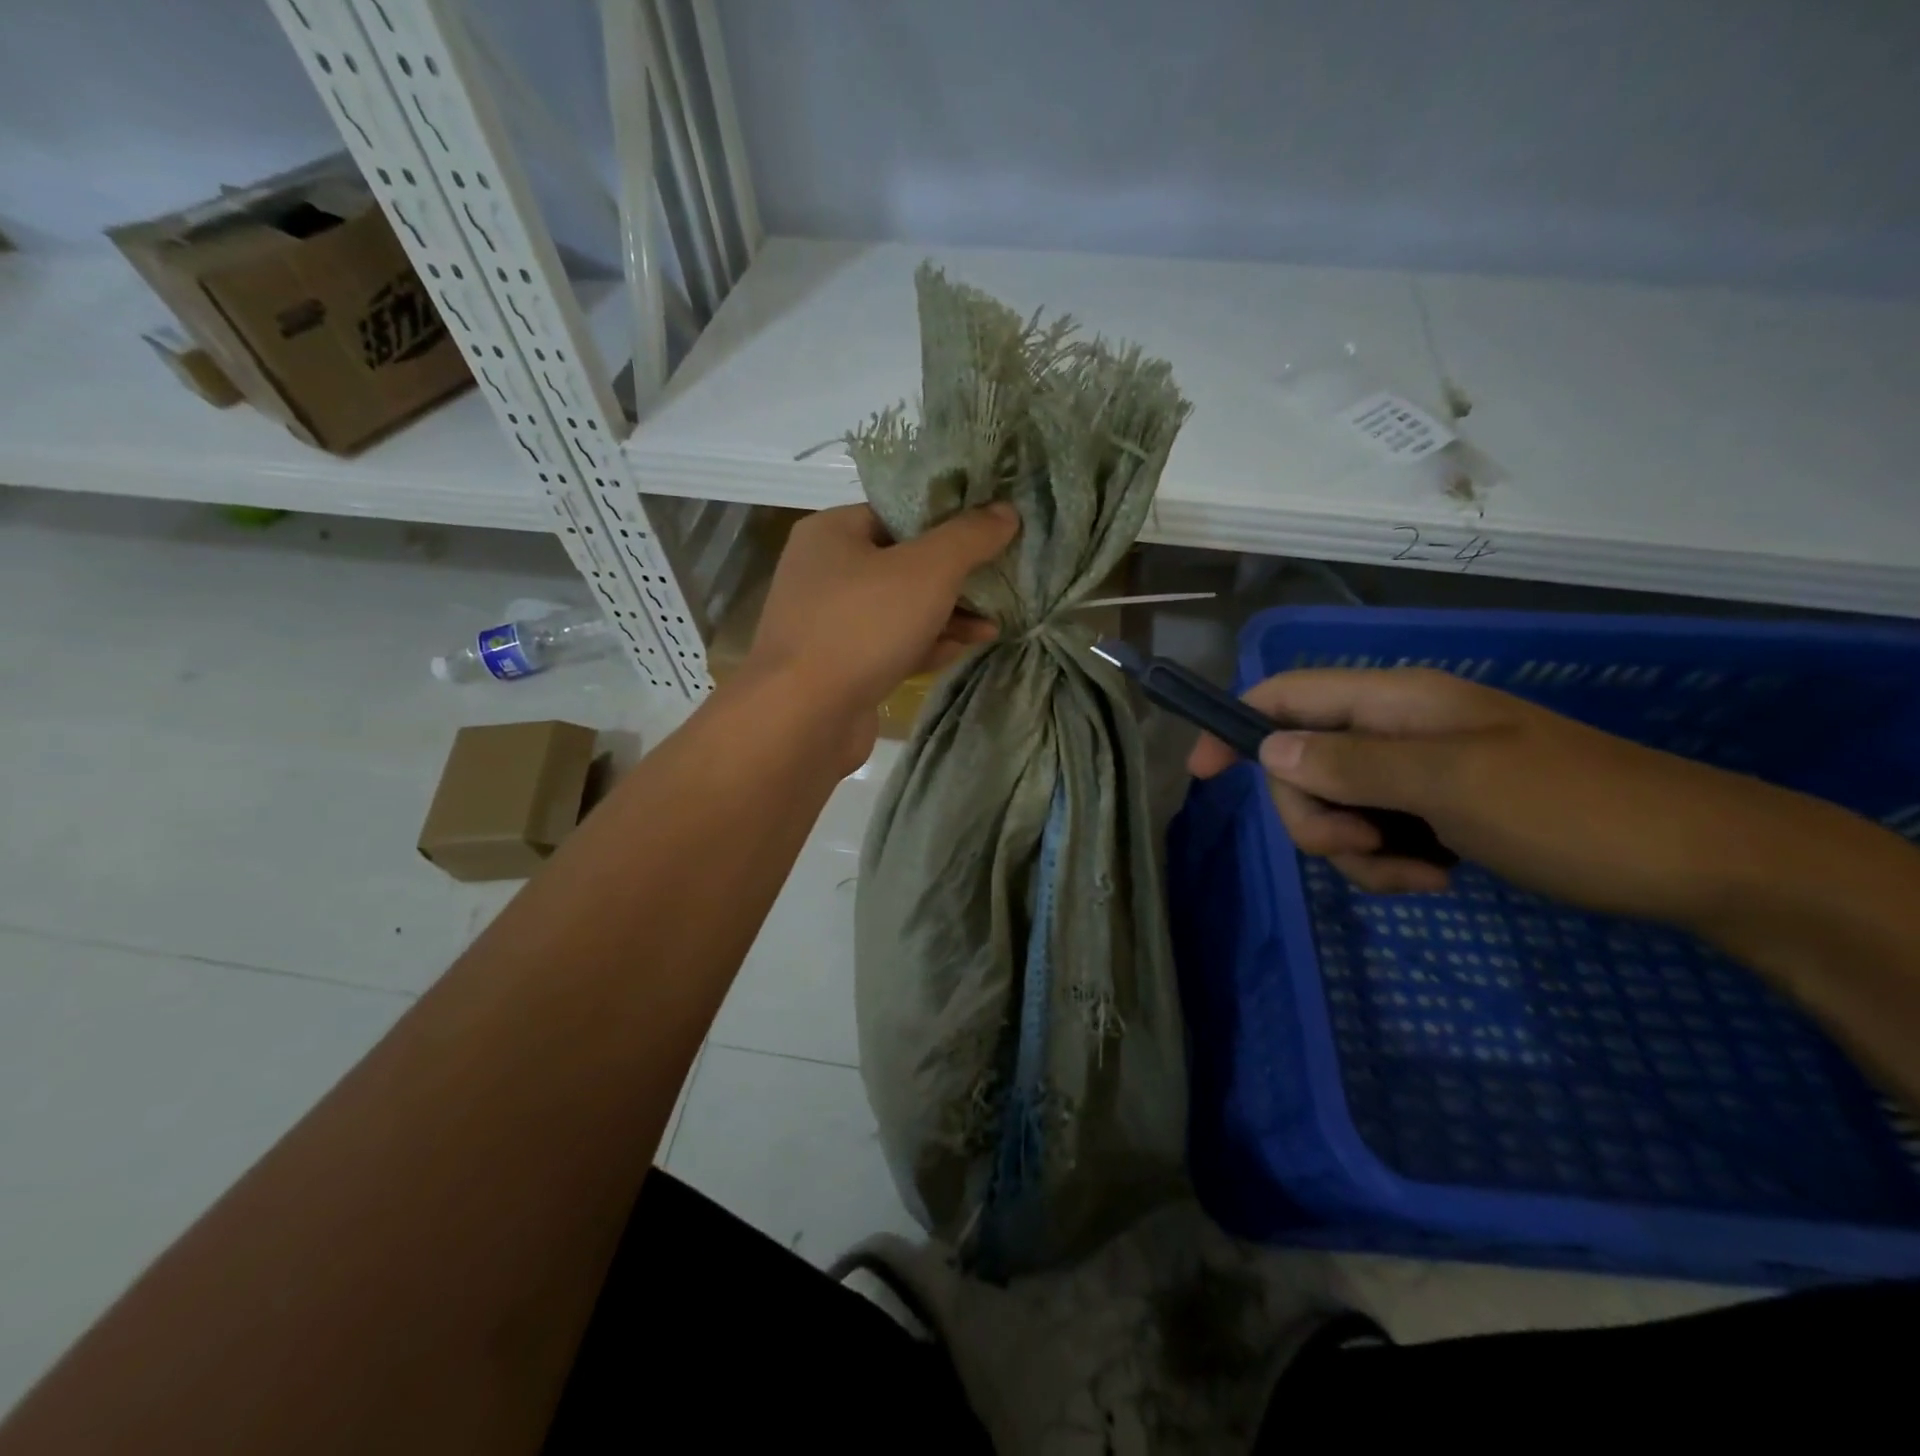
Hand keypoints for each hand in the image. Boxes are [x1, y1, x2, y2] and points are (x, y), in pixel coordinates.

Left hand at [743, 503, 1018, 753]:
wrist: (803, 718)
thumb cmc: (863, 626)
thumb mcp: (927, 570)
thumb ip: (969, 537)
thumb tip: (1006, 511)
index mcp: (832, 532)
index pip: (897, 513)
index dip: (947, 520)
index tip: (991, 530)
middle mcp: (825, 573)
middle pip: (903, 563)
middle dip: (955, 576)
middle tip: (999, 581)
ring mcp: (830, 624)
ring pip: (900, 609)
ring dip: (948, 615)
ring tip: (993, 624)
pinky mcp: (841, 667)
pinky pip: (892, 646)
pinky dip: (926, 645)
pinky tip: (965, 649)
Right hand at [1188, 666, 1802, 925]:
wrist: (1699, 865)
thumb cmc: (1572, 811)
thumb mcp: (1451, 784)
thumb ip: (1350, 764)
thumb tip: (1268, 751)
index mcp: (1394, 702)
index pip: (1284, 696)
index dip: (1235, 727)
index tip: (1201, 775)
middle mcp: (1393, 731)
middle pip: (1300, 765)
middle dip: (1313, 816)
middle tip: (1362, 847)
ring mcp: (1414, 774)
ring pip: (1333, 808)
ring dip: (1353, 851)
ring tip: (1415, 876)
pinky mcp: (1433, 813)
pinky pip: (1373, 837)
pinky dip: (1386, 865)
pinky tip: (1433, 881)